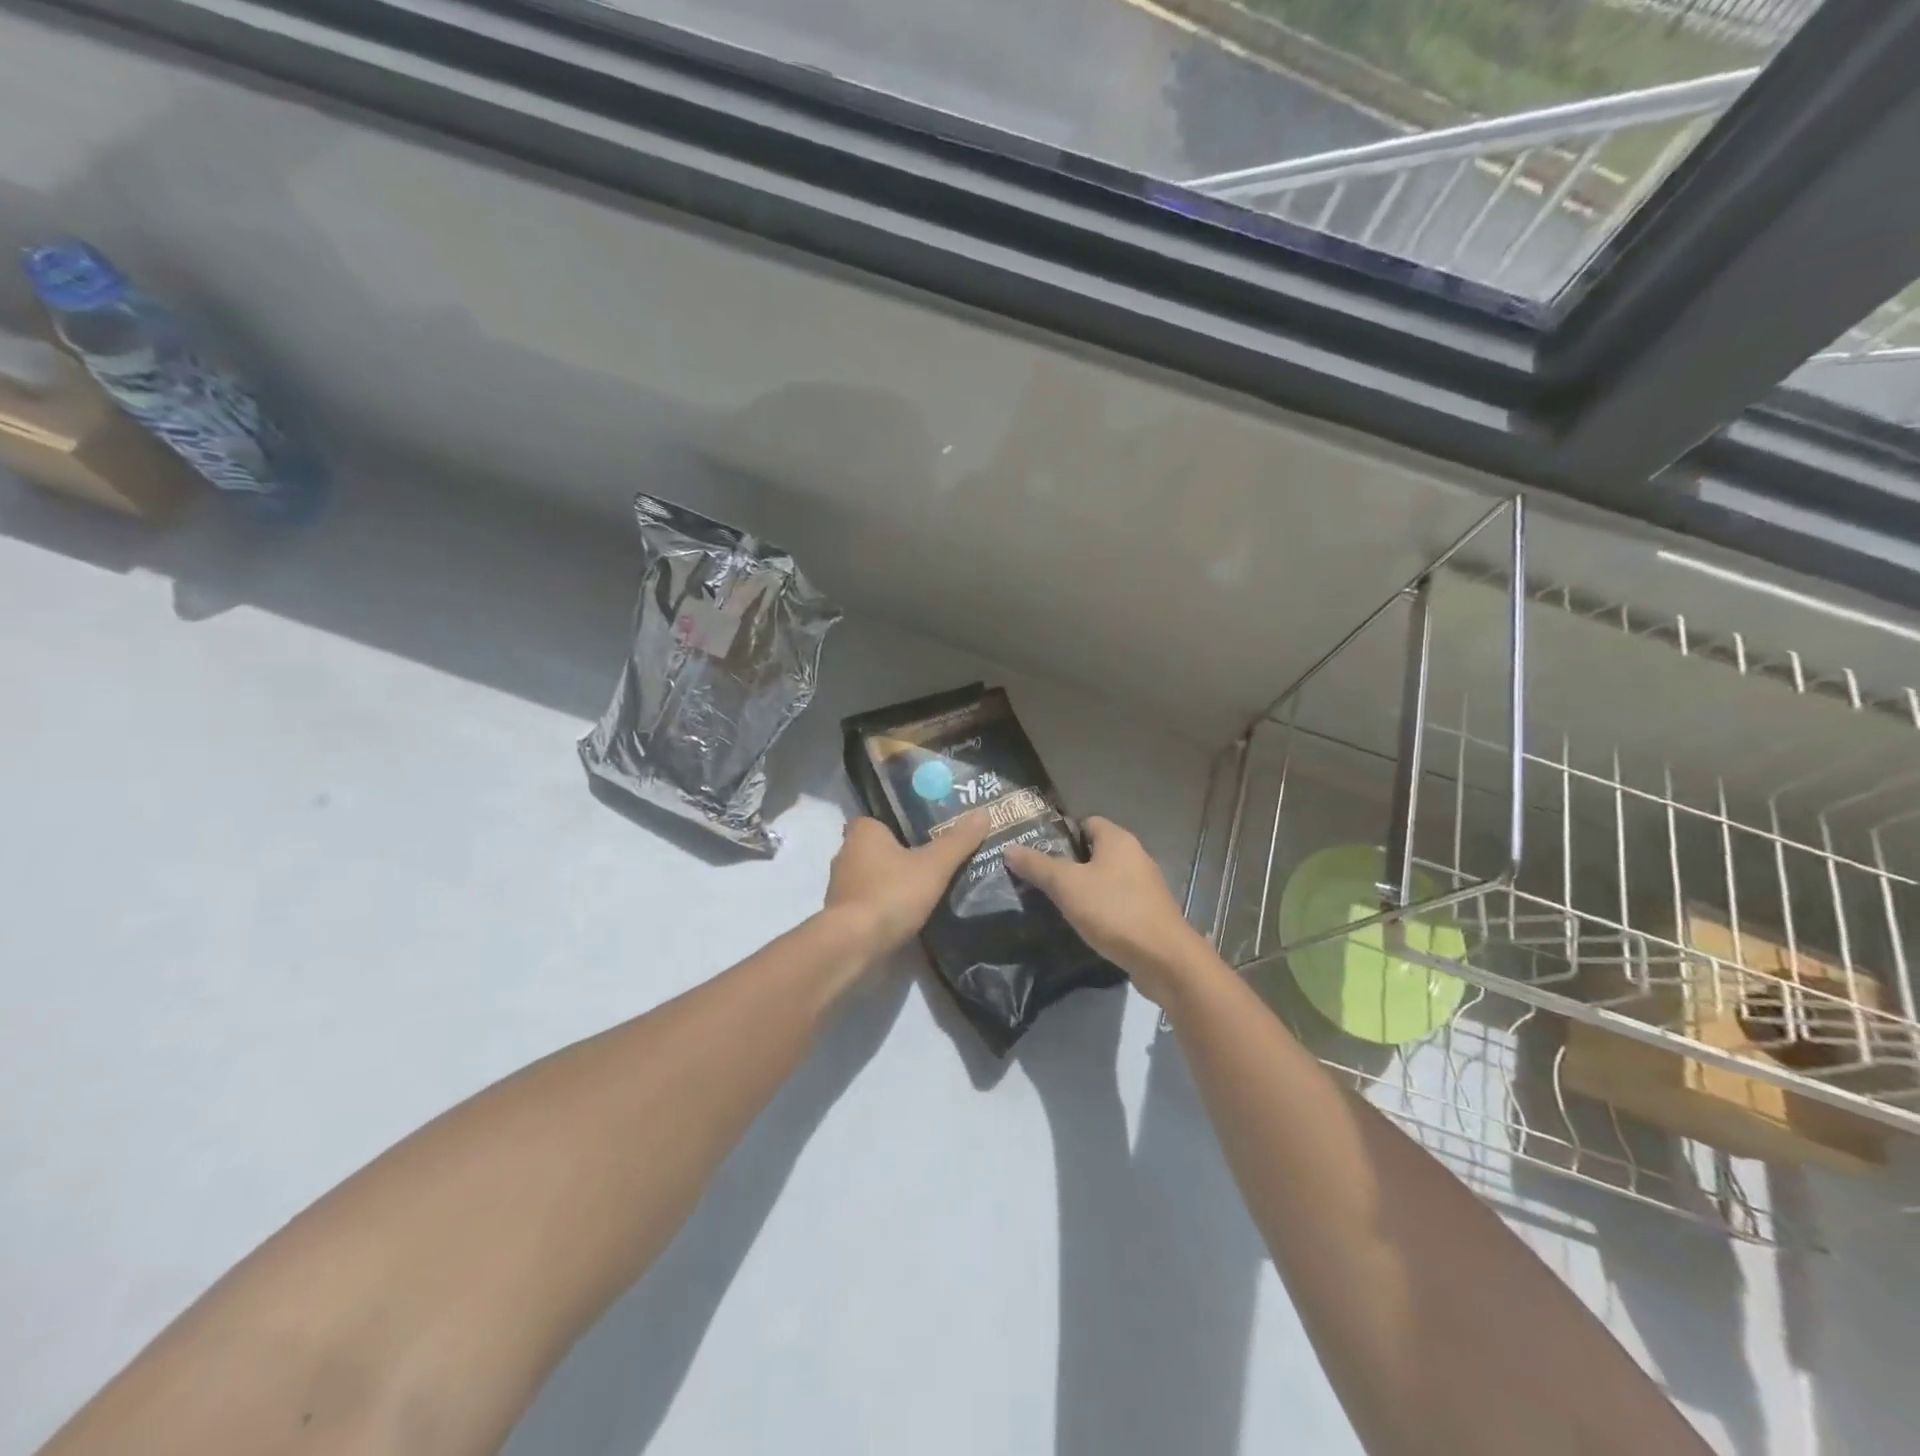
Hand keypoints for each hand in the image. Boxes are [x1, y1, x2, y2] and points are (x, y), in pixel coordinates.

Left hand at [823, 812, 990, 965]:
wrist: (854, 945)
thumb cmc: (892, 894)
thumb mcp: (933, 866)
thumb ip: (958, 841)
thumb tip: (984, 813)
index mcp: (863, 832)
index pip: (881, 819)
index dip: (901, 825)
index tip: (926, 834)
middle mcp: (845, 853)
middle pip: (877, 848)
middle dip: (899, 854)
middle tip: (932, 860)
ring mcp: (840, 886)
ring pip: (872, 875)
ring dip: (891, 881)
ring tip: (924, 888)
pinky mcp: (841, 914)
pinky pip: (868, 901)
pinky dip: (884, 904)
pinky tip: (906, 913)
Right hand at [1003, 817, 1216, 1006]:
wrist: (1163, 958)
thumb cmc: (1114, 911)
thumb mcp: (1067, 886)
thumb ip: (1038, 865)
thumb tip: (1010, 848)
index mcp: (1117, 839)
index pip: (1085, 822)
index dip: (1060, 833)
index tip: (1035, 851)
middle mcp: (1134, 856)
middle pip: (1093, 851)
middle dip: (1067, 863)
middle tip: (1036, 878)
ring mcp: (1144, 886)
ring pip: (1104, 878)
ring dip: (1082, 888)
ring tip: (1052, 902)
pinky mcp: (1147, 912)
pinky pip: (1115, 901)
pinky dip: (1097, 908)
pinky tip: (1080, 923)